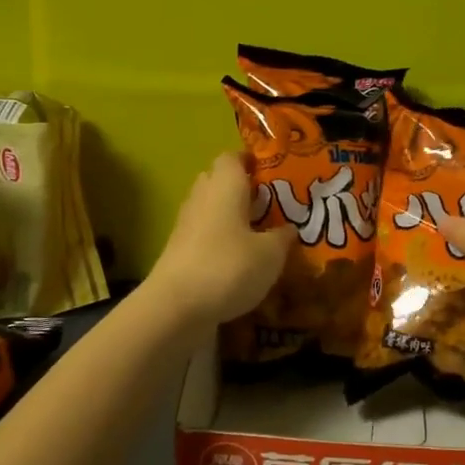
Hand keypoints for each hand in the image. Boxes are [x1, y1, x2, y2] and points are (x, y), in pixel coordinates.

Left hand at [141, 153, 291, 326]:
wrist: (176, 307)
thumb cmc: (229, 267)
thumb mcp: (271, 254)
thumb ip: (283, 237)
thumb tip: (289, 228)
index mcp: (224, 186)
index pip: (233, 157)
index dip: (252, 160)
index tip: (273, 172)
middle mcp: (202, 198)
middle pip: (219, 181)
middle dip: (243, 189)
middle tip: (271, 204)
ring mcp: (186, 226)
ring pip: (211, 210)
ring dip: (232, 218)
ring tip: (261, 234)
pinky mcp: (179, 252)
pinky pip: (205, 236)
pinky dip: (222, 242)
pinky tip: (241, 260)